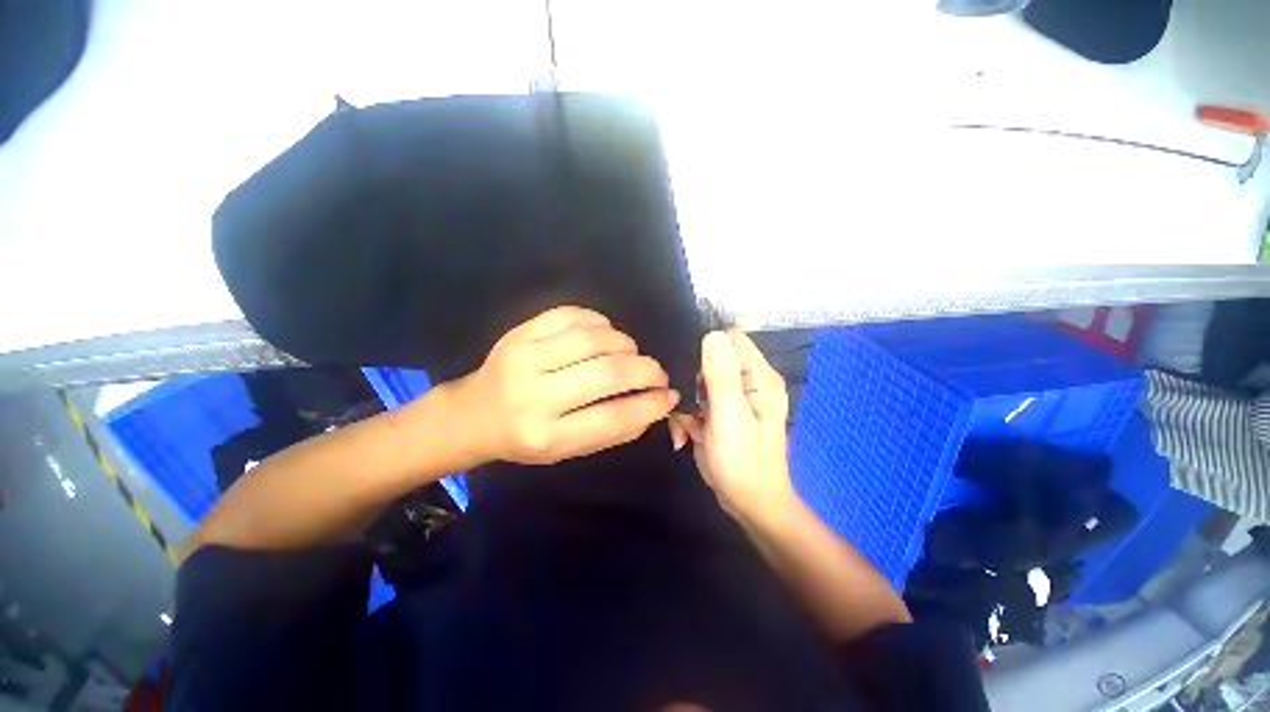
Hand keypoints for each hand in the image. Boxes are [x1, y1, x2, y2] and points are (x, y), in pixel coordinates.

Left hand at [447, 306, 679, 464]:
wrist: (474, 414)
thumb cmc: (526, 438)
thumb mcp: (569, 449)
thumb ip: (613, 430)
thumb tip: (656, 405)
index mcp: (547, 435)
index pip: (613, 417)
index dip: (650, 404)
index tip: (669, 396)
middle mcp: (534, 396)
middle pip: (606, 373)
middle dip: (646, 370)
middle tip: (657, 373)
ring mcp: (524, 358)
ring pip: (592, 339)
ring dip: (625, 344)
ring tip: (631, 353)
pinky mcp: (520, 333)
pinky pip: (570, 315)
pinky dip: (599, 322)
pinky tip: (605, 334)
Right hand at [670, 330, 794, 519]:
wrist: (747, 505)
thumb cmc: (743, 463)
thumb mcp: (730, 416)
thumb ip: (722, 375)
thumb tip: (712, 333)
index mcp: (759, 378)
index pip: (732, 340)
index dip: (708, 348)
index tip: (691, 370)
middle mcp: (748, 383)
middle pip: (710, 361)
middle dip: (691, 381)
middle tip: (688, 406)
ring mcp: (732, 399)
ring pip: (697, 383)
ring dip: (686, 404)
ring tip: (687, 429)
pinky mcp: (718, 413)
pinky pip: (695, 403)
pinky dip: (687, 419)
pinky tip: (687, 437)